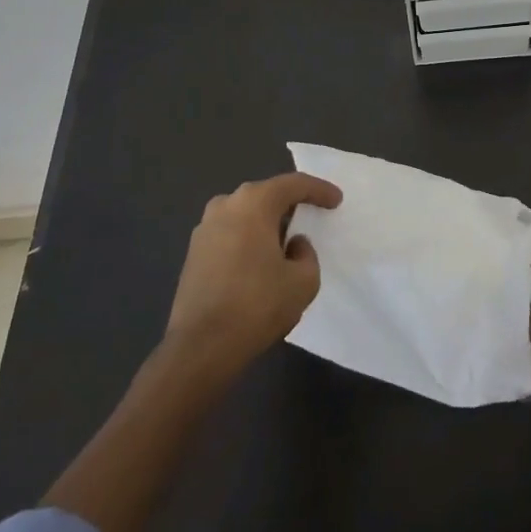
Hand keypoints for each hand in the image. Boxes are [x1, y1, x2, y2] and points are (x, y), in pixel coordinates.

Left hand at [165, 172, 341, 372]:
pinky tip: (259, 262)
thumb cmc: (257, 305)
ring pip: (245, 215)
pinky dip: (248, 240)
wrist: (200, 347)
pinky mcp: (193, 254)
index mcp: (253, 203)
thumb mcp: (303, 281)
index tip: (337, 200)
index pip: (293, 184)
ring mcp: (204, 229)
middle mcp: (225, 205)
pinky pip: (230, 234)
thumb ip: (306, 254)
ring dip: (267, 224)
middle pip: (266, 196)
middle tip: (312, 217)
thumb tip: (292, 245)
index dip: (319, 190)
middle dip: (290, 204)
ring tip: (285, 242)